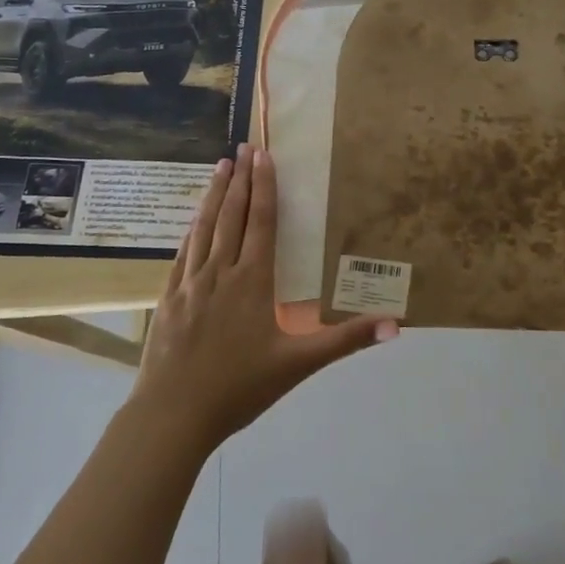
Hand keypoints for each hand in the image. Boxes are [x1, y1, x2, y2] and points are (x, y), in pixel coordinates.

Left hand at [132, 145, 397, 449]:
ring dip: (214, 196)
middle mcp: (220, 272)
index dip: (265, 187)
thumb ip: (346, 339)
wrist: (173, 416)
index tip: (264, 155)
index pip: (262, 222)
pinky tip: (191, 222)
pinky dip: (190, 231)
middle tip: (242, 147)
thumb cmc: (239, 388)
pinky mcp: (169, 299)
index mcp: (253, 281)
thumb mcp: (299, 364)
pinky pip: (182, 255)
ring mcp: (190, 284)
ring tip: (219, 167)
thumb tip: (395, 325)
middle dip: (240, 180)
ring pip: (204, 229)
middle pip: (232, 216)